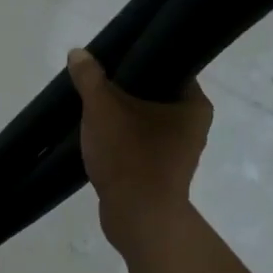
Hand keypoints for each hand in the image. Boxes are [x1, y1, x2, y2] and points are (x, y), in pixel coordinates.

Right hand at [67, 47, 211, 252]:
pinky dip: (121, 138)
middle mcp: (193, 126)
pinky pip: (139, 143)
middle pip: (154, 93)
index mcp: (194, 104)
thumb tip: (78, 53)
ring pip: (145, 120)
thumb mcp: (103, 109)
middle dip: (125, 88)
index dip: (141, 58)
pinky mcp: (160, 172)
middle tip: (97, 78)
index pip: (170, 67)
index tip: (114, 55)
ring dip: (121, 114)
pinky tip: (97, 134)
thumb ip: (90, 78)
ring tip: (92, 103)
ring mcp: (177, 152)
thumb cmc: (130, 157)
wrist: (138, 218)